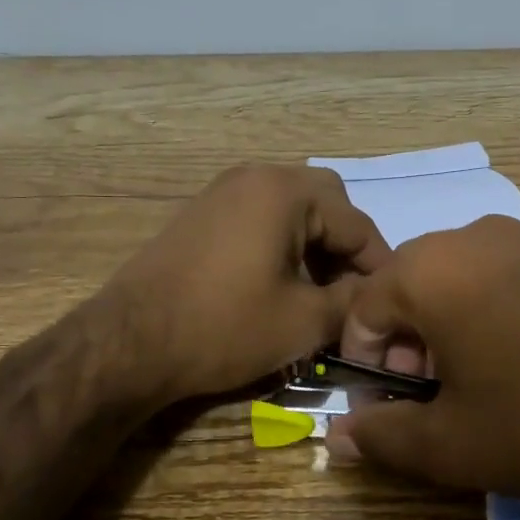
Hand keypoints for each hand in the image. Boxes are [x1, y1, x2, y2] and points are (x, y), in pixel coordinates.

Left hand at [102, 164, 390, 404]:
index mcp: (285, 192)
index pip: (357, 223)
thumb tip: (377, 296)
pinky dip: (283, 244)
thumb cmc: (224, 327)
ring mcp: (223, 192)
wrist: (129, 343)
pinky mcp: (202, 214)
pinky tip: (281, 284)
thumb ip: (353, 302)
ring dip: (315, 245)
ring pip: (292, 209)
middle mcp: (255, 177)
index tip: (390, 301)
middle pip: (326, 203)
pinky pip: (261, 217)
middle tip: (352, 290)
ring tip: (320, 293)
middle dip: (346, 247)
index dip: (380, 265)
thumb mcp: (304, 322)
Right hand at [325, 217, 519, 495]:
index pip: (365, 307)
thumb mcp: (453, 446)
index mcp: (430, 272)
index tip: (393, 399)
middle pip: (415, 283)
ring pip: (468, 274)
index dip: (367, 359)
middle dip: (412, 338)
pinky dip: (509, 304)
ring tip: (493, 372)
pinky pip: (519, 271)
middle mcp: (475, 235)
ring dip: (459, 319)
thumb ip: (383, 438)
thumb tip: (339, 436)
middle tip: (441, 390)